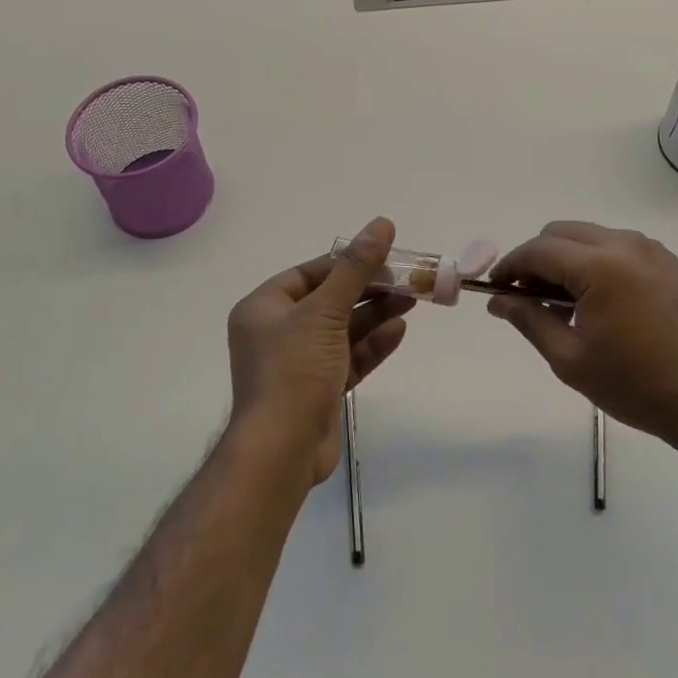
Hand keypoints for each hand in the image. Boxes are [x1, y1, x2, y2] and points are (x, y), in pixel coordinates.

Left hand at [227, 217, 410, 484]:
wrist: (281, 453)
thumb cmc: (294, 370)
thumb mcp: (325, 311)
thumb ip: (356, 268)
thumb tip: (381, 223)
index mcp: (264, 308)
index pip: (310, 273)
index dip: (347, 262)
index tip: (383, 254)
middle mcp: (278, 332)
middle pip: (330, 300)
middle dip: (368, 289)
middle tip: (406, 278)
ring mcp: (299, 363)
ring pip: (343, 329)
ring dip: (376, 315)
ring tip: (412, 299)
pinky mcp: (319, 390)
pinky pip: (348, 358)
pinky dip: (372, 344)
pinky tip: (399, 330)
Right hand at [487, 221, 677, 454]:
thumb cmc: (635, 385)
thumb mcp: (570, 359)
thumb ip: (529, 320)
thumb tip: (498, 300)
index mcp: (601, 266)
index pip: (539, 250)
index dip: (511, 266)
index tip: (496, 289)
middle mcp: (625, 244)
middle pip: (561, 232)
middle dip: (537, 258)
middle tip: (527, 297)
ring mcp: (650, 249)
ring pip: (589, 235)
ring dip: (566, 258)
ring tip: (562, 302)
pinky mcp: (667, 260)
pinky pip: (616, 245)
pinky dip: (595, 260)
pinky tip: (596, 299)